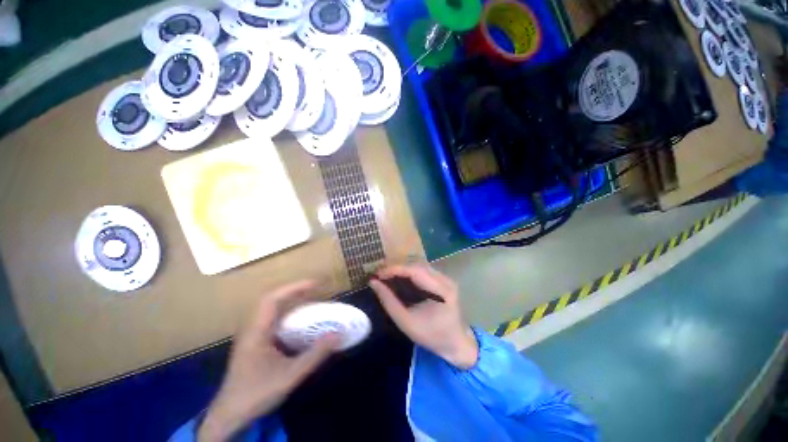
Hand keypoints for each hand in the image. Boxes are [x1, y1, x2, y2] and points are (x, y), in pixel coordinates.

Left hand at [198, 281, 339, 441]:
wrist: (229, 417)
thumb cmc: (256, 394)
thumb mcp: (290, 375)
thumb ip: (315, 355)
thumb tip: (338, 334)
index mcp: (256, 332)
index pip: (272, 299)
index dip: (294, 288)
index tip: (315, 284)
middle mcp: (252, 329)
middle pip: (271, 301)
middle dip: (294, 291)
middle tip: (316, 290)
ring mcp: (252, 337)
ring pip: (271, 311)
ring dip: (290, 302)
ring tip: (310, 301)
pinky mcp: (254, 345)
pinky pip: (273, 322)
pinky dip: (288, 316)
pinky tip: (299, 325)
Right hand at [370, 265, 477, 369]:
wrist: (456, 343)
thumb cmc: (431, 336)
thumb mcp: (406, 322)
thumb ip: (389, 301)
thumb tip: (373, 283)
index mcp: (441, 290)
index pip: (414, 270)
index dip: (394, 269)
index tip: (377, 274)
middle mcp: (445, 279)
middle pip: (417, 264)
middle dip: (396, 267)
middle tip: (379, 275)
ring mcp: (445, 277)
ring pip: (419, 265)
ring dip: (402, 268)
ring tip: (386, 276)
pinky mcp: (443, 279)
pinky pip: (423, 269)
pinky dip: (408, 272)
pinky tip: (399, 278)